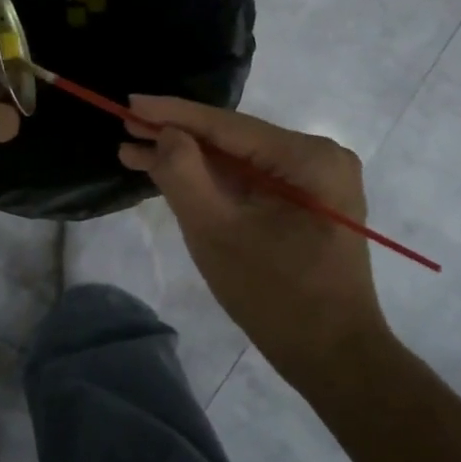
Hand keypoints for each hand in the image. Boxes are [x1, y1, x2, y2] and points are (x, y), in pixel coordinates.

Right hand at [119, 97, 389, 387]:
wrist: (334, 359)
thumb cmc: (275, 297)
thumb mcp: (216, 232)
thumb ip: (184, 175)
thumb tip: (165, 133)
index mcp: (308, 158)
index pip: (227, 125)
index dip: (173, 114)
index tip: (129, 102)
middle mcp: (318, 157)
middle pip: (233, 140)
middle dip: (177, 138)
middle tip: (126, 129)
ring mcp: (316, 179)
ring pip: (238, 160)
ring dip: (190, 160)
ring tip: (135, 153)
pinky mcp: (307, 201)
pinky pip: (251, 180)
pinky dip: (212, 180)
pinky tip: (172, 175)